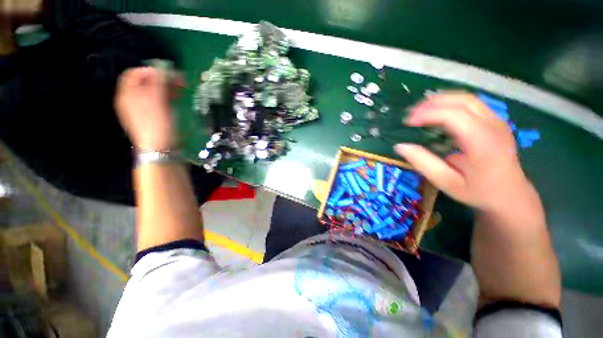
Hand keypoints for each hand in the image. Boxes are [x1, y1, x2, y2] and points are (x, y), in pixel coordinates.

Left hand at [115, 67, 175, 150]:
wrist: (160, 148)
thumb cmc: (157, 123)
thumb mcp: (157, 100)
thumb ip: (159, 82)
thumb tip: (163, 69)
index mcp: (127, 94)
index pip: (134, 74)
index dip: (150, 70)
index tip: (167, 73)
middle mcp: (132, 100)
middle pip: (145, 83)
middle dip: (162, 79)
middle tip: (179, 81)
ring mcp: (142, 109)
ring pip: (153, 92)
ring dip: (167, 88)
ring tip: (181, 90)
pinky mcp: (153, 117)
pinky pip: (158, 102)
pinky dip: (167, 98)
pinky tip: (177, 99)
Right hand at [395, 93, 532, 213]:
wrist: (509, 194)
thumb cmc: (477, 191)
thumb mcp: (446, 182)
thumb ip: (423, 163)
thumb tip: (400, 146)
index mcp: (483, 142)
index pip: (454, 115)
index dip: (427, 114)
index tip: (407, 122)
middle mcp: (494, 125)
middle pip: (462, 100)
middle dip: (432, 103)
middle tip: (410, 114)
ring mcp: (497, 121)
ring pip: (467, 98)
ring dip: (440, 101)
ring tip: (420, 111)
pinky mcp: (494, 121)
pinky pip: (470, 104)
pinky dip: (449, 104)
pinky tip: (437, 114)